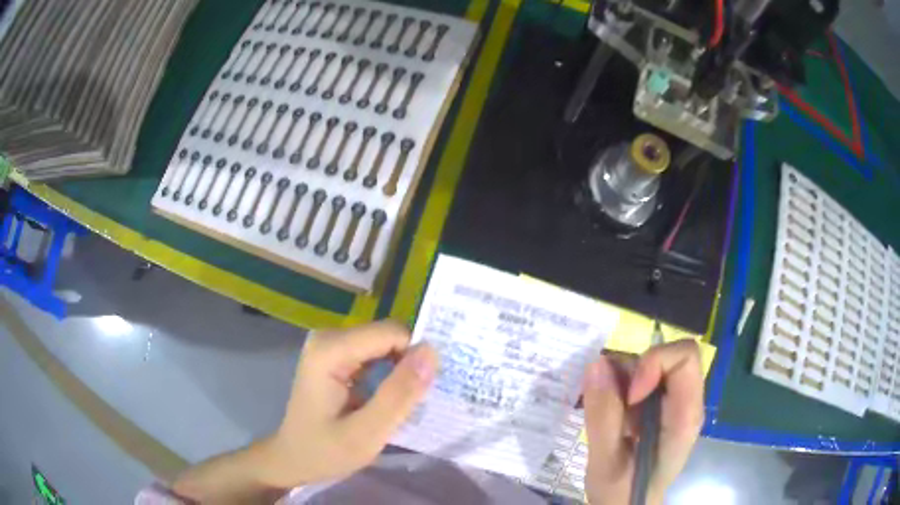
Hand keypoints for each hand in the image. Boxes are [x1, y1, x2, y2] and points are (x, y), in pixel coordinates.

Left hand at [261, 320, 438, 486]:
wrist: (293, 460)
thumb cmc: (324, 452)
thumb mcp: (367, 433)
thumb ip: (399, 394)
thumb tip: (432, 352)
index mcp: (330, 350)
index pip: (392, 333)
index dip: (416, 359)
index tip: (426, 392)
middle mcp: (329, 337)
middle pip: (388, 336)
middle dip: (409, 365)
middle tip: (417, 402)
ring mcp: (330, 345)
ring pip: (385, 345)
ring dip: (401, 371)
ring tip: (407, 403)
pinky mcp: (335, 356)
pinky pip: (375, 354)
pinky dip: (390, 374)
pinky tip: (390, 399)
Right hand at [582, 340, 704, 504]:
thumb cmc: (622, 492)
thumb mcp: (606, 462)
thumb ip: (603, 417)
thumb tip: (597, 364)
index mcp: (684, 417)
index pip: (685, 359)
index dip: (654, 363)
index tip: (629, 394)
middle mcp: (685, 401)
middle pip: (668, 355)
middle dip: (633, 370)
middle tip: (609, 400)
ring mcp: (672, 401)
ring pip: (650, 362)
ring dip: (622, 379)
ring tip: (606, 414)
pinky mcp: (658, 404)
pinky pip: (639, 376)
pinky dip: (618, 385)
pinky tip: (610, 414)